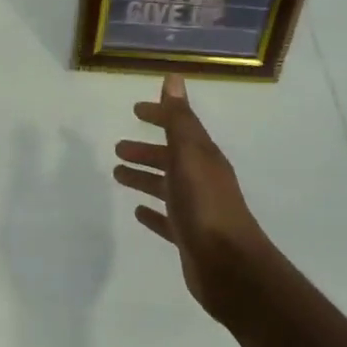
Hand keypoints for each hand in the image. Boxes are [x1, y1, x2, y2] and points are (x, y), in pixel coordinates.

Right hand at [114, 74, 272, 322]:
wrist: (229, 267)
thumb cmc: (206, 206)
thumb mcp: (190, 156)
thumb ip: (179, 120)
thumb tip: (174, 78)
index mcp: (203, 158)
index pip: (180, 128)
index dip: (160, 116)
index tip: (136, 110)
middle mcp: (202, 180)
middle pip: (170, 158)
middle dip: (146, 150)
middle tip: (118, 147)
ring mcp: (196, 210)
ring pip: (166, 187)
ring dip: (144, 178)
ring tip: (117, 175)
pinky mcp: (189, 237)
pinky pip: (166, 218)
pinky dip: (153, 212)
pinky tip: (138, 212)